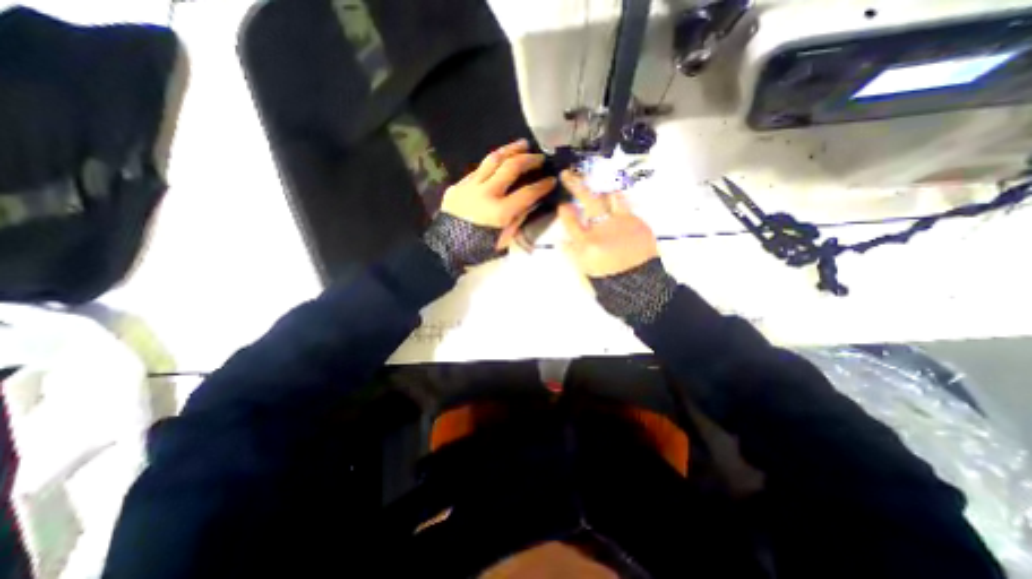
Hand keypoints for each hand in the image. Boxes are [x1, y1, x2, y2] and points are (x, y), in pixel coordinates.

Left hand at [440, 140, 555, 247]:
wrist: (446, 247)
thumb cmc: (479, 247)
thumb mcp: (504, 238)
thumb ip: (519, 218)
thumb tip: (532, 201)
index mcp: (500, 211)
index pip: (527, 193)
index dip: (542, 185)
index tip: (552, 179)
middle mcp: (486, 193)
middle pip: (511, 167)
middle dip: (529, 159)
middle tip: (540, 157)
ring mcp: (470, 186)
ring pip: (493, 160)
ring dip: (510, 150)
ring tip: (522, 144)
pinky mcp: (459, 184)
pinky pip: (478, 169)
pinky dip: (491, 164)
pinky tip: (499, 161)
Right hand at [556, 170, 660, 278]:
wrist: (639, 284)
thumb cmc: (608, 280)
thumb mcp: (584, 270)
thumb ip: (572, 253)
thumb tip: (562, 240)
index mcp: (586, 244)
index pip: (570, 220)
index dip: (564, 211)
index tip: (563, 206)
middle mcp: (602, 229)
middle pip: (587, 199)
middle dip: (575, 184)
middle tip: (567, 175)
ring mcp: (621, 222)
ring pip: (609, 196)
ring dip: (602, 193)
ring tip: (600, 194)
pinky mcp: (637, 221)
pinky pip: (625, 204)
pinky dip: (618, 202)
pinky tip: (615, 204)